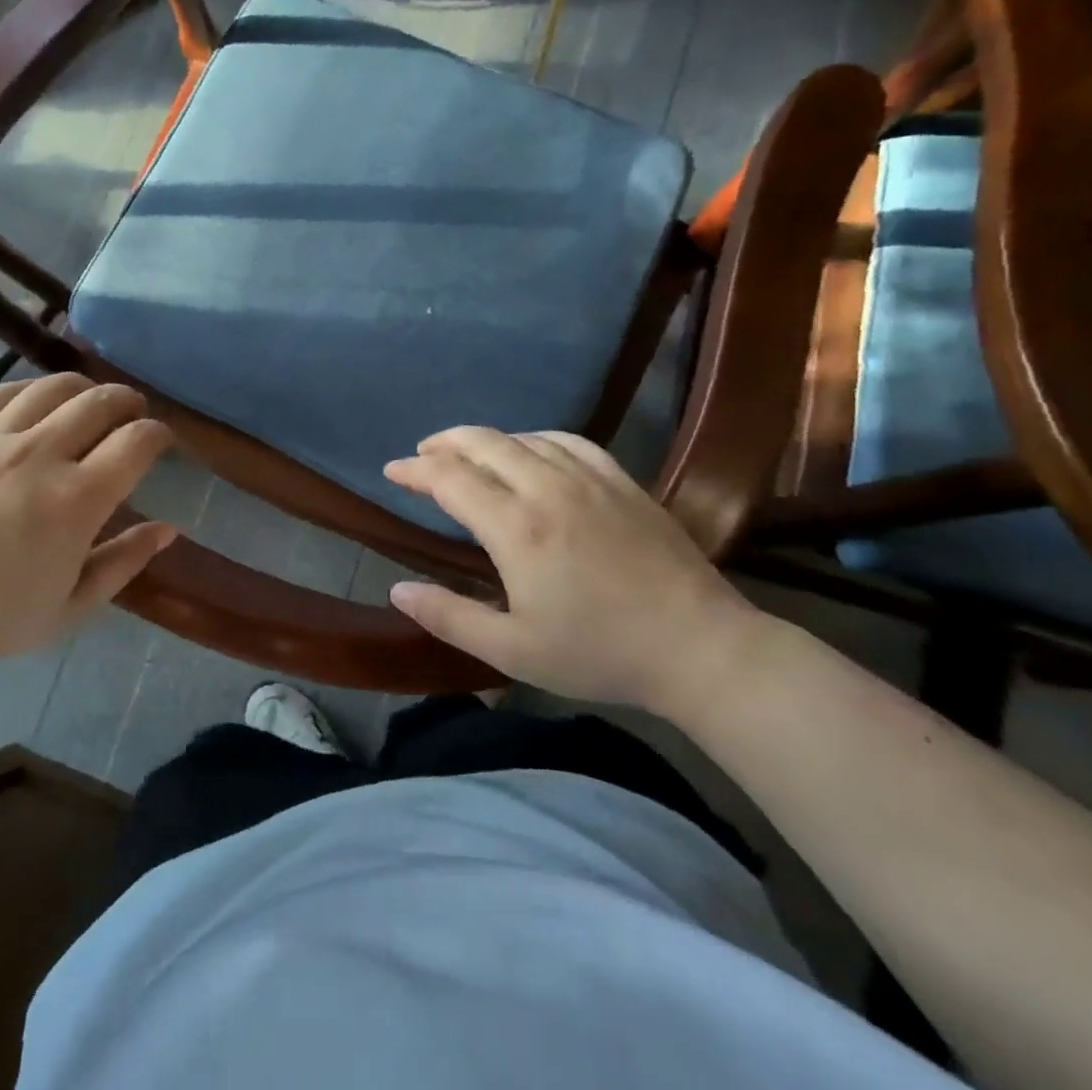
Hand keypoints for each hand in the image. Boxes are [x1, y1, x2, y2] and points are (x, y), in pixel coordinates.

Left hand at [0, 374, 177, 680]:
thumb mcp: (70, 608)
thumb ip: (124, 563)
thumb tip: (168, 529)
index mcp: (76, 501)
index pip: (137, 442)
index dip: (158, 434)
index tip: (159, 441)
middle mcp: (39, 455)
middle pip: (101, 402)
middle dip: (128, 402)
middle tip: (131, 414)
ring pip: (53, 388)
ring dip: (84, 389)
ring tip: (89, 401)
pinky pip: (1, 394)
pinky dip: (30, 391)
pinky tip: (35, 403)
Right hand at [383, 428, 760, 714]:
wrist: (699, 648)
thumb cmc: (599, 653)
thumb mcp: (513, 651)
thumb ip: (449, 617)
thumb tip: (397, 590)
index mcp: (517, 528)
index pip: (450, 478)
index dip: (415, 470)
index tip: (392, 471)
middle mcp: (548, 488)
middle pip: (483, 443)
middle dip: (443, 443)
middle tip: (421, 455)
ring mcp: (589, 478)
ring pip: (522, 437)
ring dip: (485, 440)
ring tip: (467, 454)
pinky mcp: (621, 480)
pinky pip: (568, 440)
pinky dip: (535, 439)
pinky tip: (531, 451)